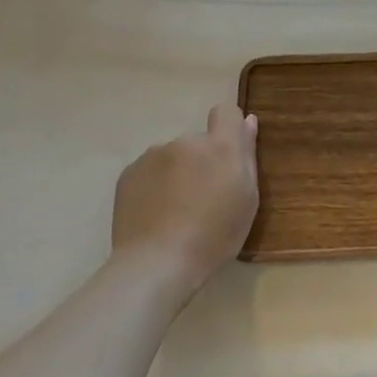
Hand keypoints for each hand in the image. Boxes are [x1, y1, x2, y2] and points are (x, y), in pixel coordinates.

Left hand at [111, 103, 258, 289]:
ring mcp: (153, 155)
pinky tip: (154, 215)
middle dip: (201, 161)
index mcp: (220, 146)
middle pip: (199, 141)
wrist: (156, 264)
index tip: (228, 156)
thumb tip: (248, 121)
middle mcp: (186, 141)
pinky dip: (154, 186)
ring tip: (174, 211)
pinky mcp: (128, 173)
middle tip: (202, 198)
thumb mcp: (247, 199)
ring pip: (173, 157)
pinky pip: (149, 171)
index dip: (229, 128)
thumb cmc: (214, 236)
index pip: (226, 111)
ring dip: (177, 173)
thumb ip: (247, 155)